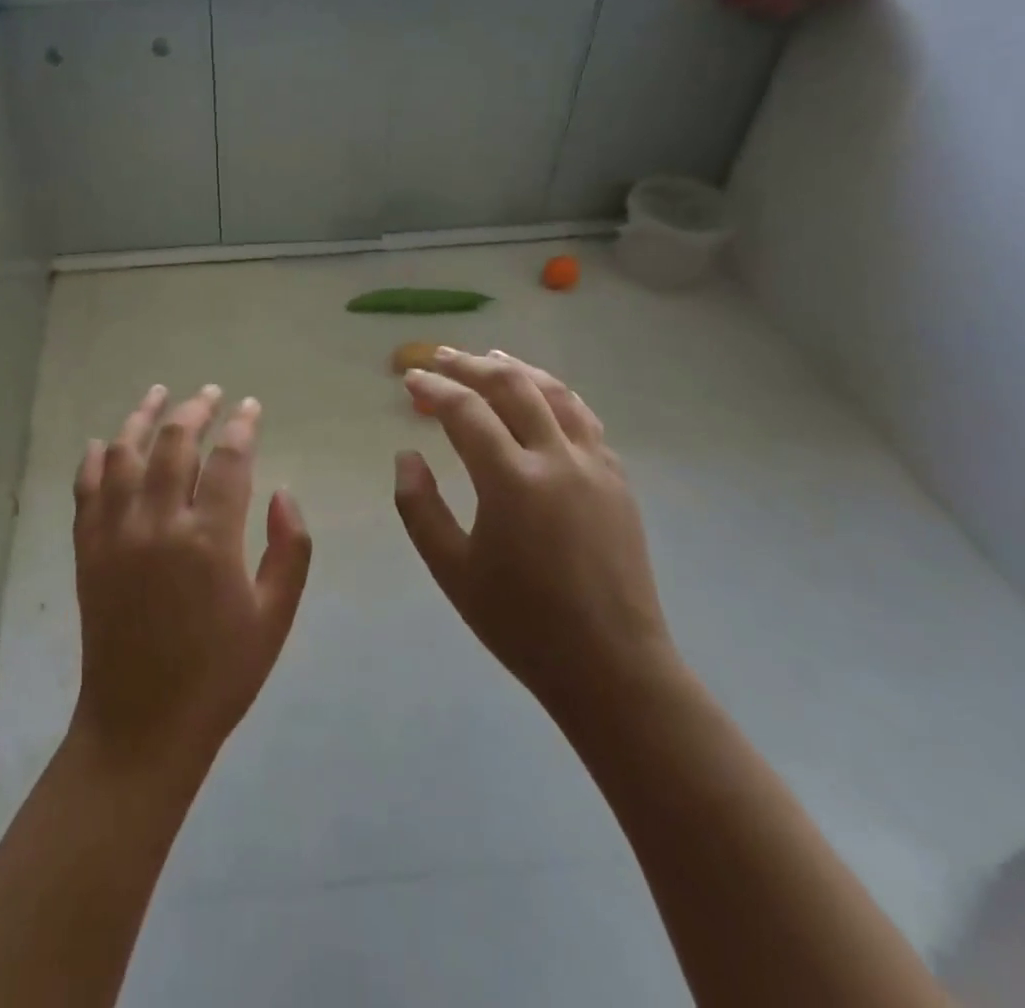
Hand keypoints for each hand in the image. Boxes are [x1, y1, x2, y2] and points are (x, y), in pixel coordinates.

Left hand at [70, 385, 312, 779]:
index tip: (251, 407)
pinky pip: (86, 488)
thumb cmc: (219, 674)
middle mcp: (158, 523)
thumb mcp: (274, 618)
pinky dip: (94, 459)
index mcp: (210, 539)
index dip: (242, 425)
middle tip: (210, 394)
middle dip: (195, 409)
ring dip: (142, 417)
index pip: (229, 459)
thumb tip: (282, 491)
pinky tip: (103, 442)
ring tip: (158, 395)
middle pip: (175, 442)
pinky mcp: (87, 548)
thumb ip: (289, 549)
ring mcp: (115, 532)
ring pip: (124, 453)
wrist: (142, 724)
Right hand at [394, 350, 675, 724]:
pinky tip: (541, 397)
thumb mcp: (451, 569)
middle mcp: (557, 460)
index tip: (410, 380)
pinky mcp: (617, 481)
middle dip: (471, 365)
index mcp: (511, 482)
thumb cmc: (521, 622)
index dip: (433, 389)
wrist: (612, 666)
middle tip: (441, 357)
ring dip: (518, 369)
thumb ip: (419, 506)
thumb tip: (407, 456)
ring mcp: (594, 466)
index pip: (466, 411)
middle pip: (512, 386)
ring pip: (555, 393)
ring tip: (490, 358)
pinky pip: (584, 419)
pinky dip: (555, 395)